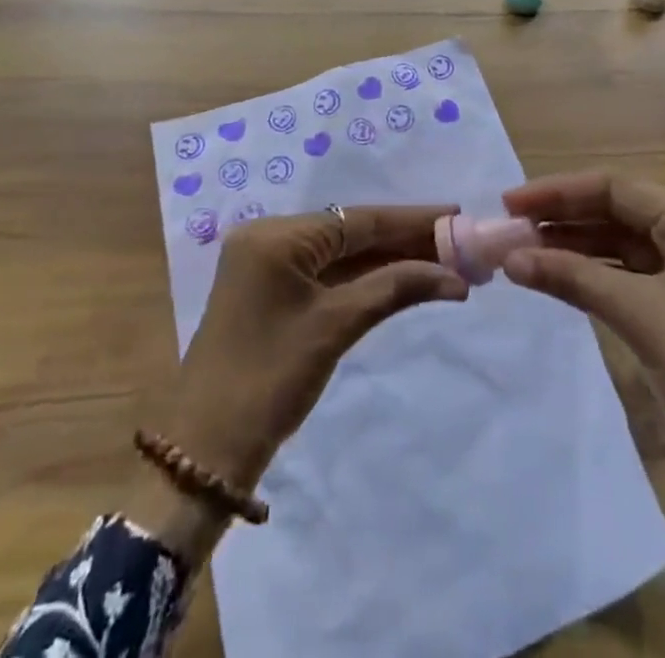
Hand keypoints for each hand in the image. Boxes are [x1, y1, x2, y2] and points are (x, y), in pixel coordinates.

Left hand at [152, 204, 468, 492]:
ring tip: (442, 259)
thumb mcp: (336, 327)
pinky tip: (402, 276)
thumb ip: (394, 288)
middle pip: (350, 232)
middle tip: (457, 241)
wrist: (207, 450)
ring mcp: (268, 264)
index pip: (357, 219)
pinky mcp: (271, 290)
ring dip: (388, 259)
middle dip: (404, 239)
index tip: (456, 213)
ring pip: (340, 253)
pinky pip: (325, 273)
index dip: (411, 219)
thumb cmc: (270, 379)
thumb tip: (455, 277)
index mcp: (277, 235)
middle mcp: (269, 237)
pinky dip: (363, 277)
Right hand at [500, 173, 664, 591]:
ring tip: (526, 252)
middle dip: (565, 220)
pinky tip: (564, 278)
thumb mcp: (640, 318)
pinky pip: (640, 275)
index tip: (509, 203)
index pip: (616, 188)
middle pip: (622, 212)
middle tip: (510, 230)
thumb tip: (509, 257)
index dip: (558, 192)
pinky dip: (602, 275)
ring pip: (629, 244)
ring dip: (579, 248)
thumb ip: (572, 278)